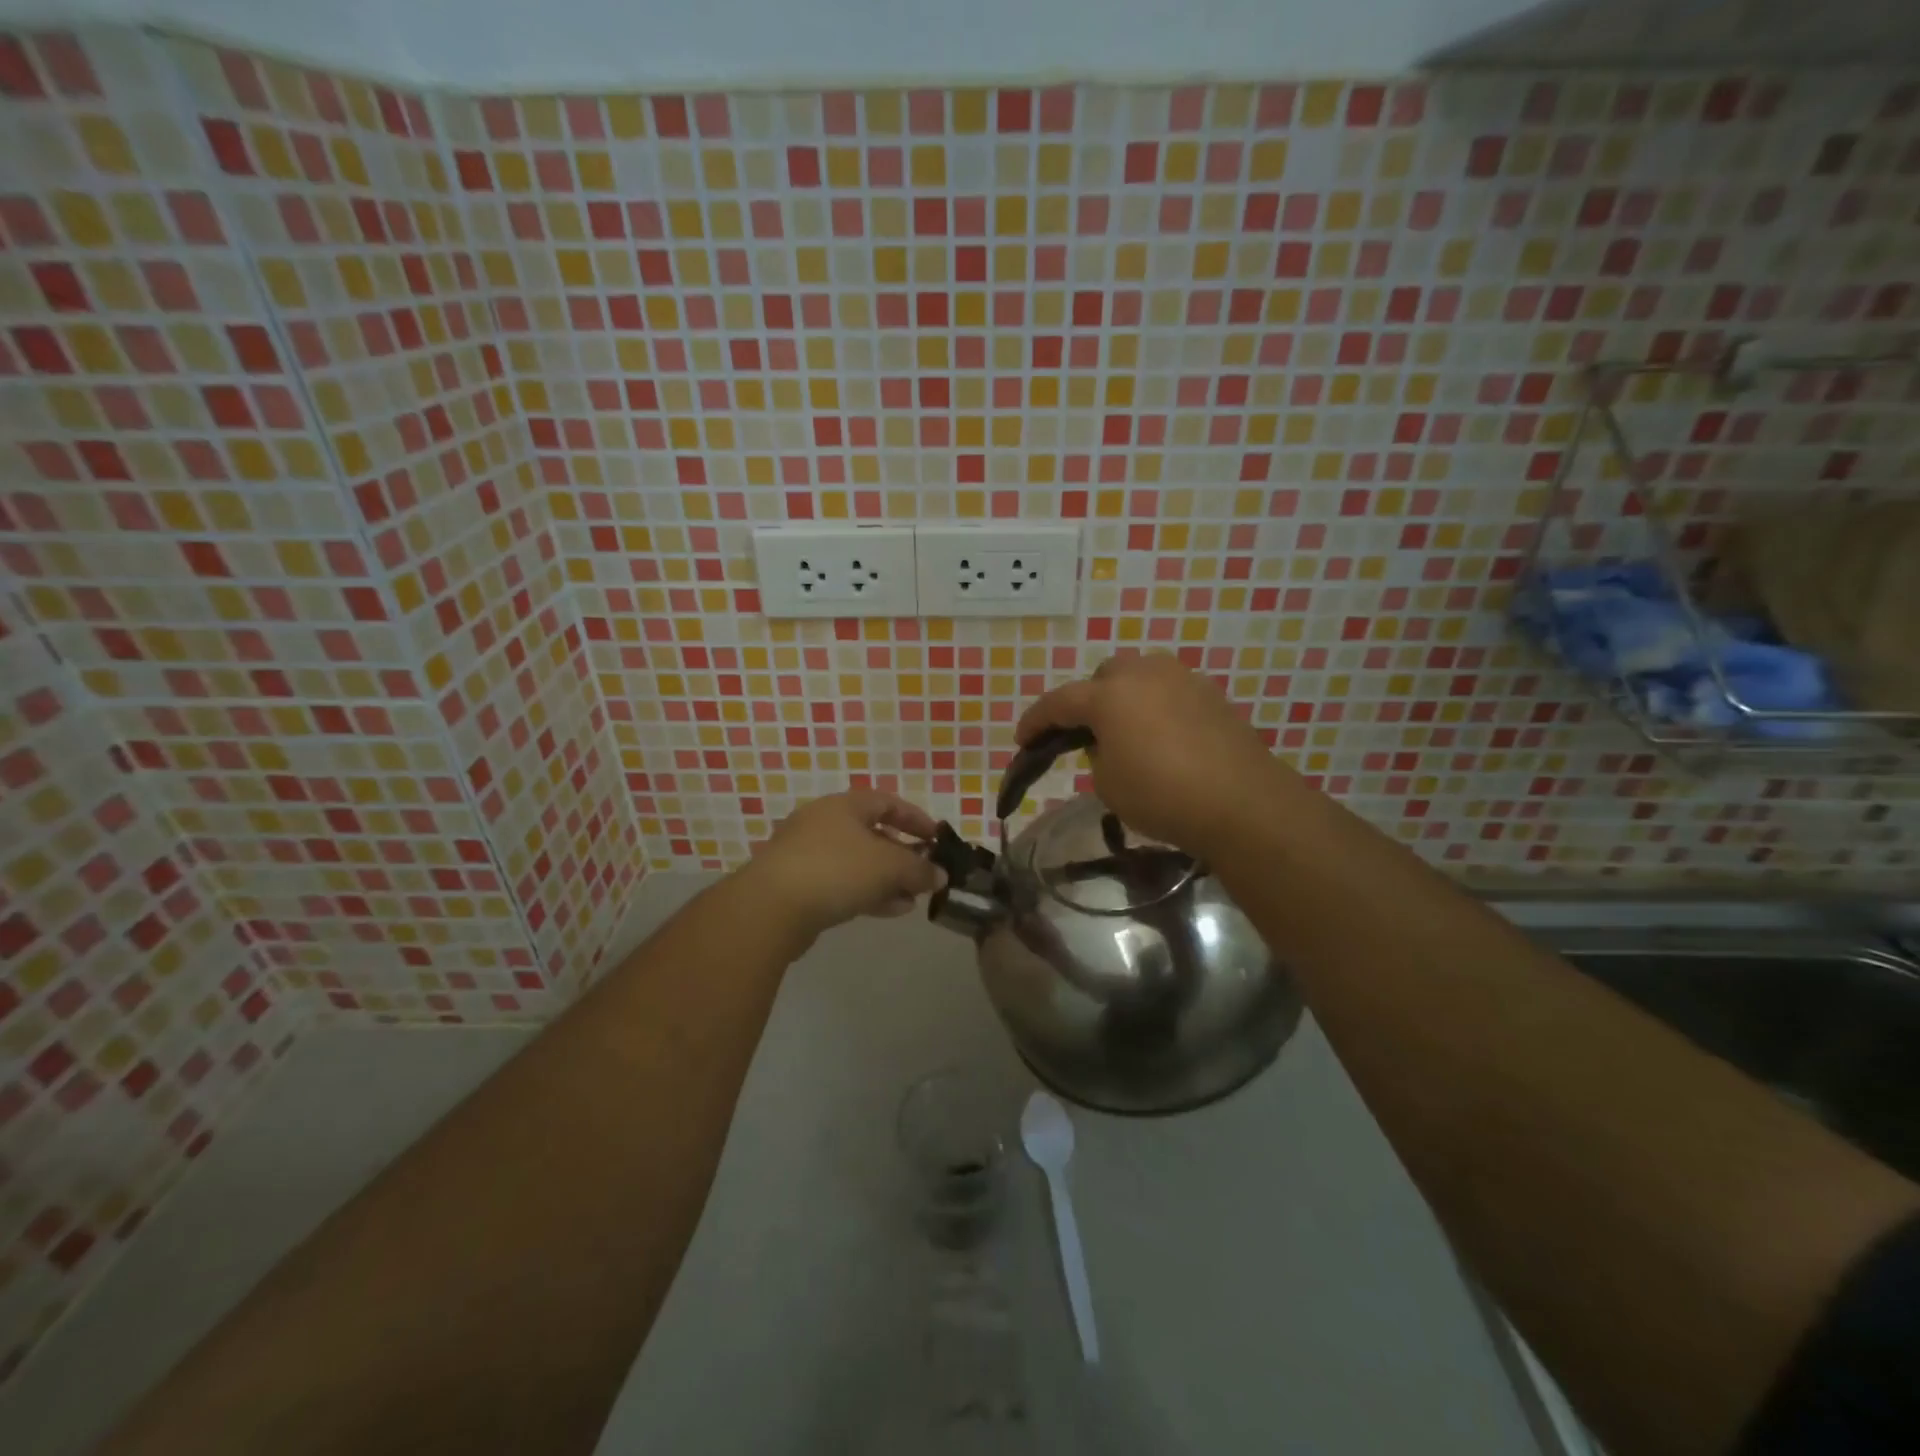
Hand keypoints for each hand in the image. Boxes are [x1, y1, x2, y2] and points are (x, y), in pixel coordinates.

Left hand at [740, 790, 942, 942]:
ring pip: (858, 862)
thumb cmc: (836, 870)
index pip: (887, 802)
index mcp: (844, 805)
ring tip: (913, 898)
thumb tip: (940, 875)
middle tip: (925, 872)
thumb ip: (919, 869)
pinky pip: (842, 883)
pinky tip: (891, 910)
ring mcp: (807, 854)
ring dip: (888, 878)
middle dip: (903, 854)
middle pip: (872, 833)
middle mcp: (823, 823)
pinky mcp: (798, 885)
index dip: (916, 818)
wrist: (770, 908)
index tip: (937, 839)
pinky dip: (868, 892)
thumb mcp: (889, 866)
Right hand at [1016, 654, 1297, 858]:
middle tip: (1084, 734)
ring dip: (1125, 699)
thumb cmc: (1162, 795)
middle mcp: (1144, 674)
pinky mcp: (1212, 695)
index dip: (1035, 721)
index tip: (1022, 739)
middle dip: (1088, 701)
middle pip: (1103, 677)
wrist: (1242, 802)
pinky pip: (1170, 692)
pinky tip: (1163, 739)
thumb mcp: (1108, 784)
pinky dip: (1156, 708)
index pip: (1059, 702)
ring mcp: (1182, 679)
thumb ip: (1097, 754)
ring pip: (1141, 677)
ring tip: (1126, 733)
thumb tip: (1109, 742)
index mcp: (1108, 695)